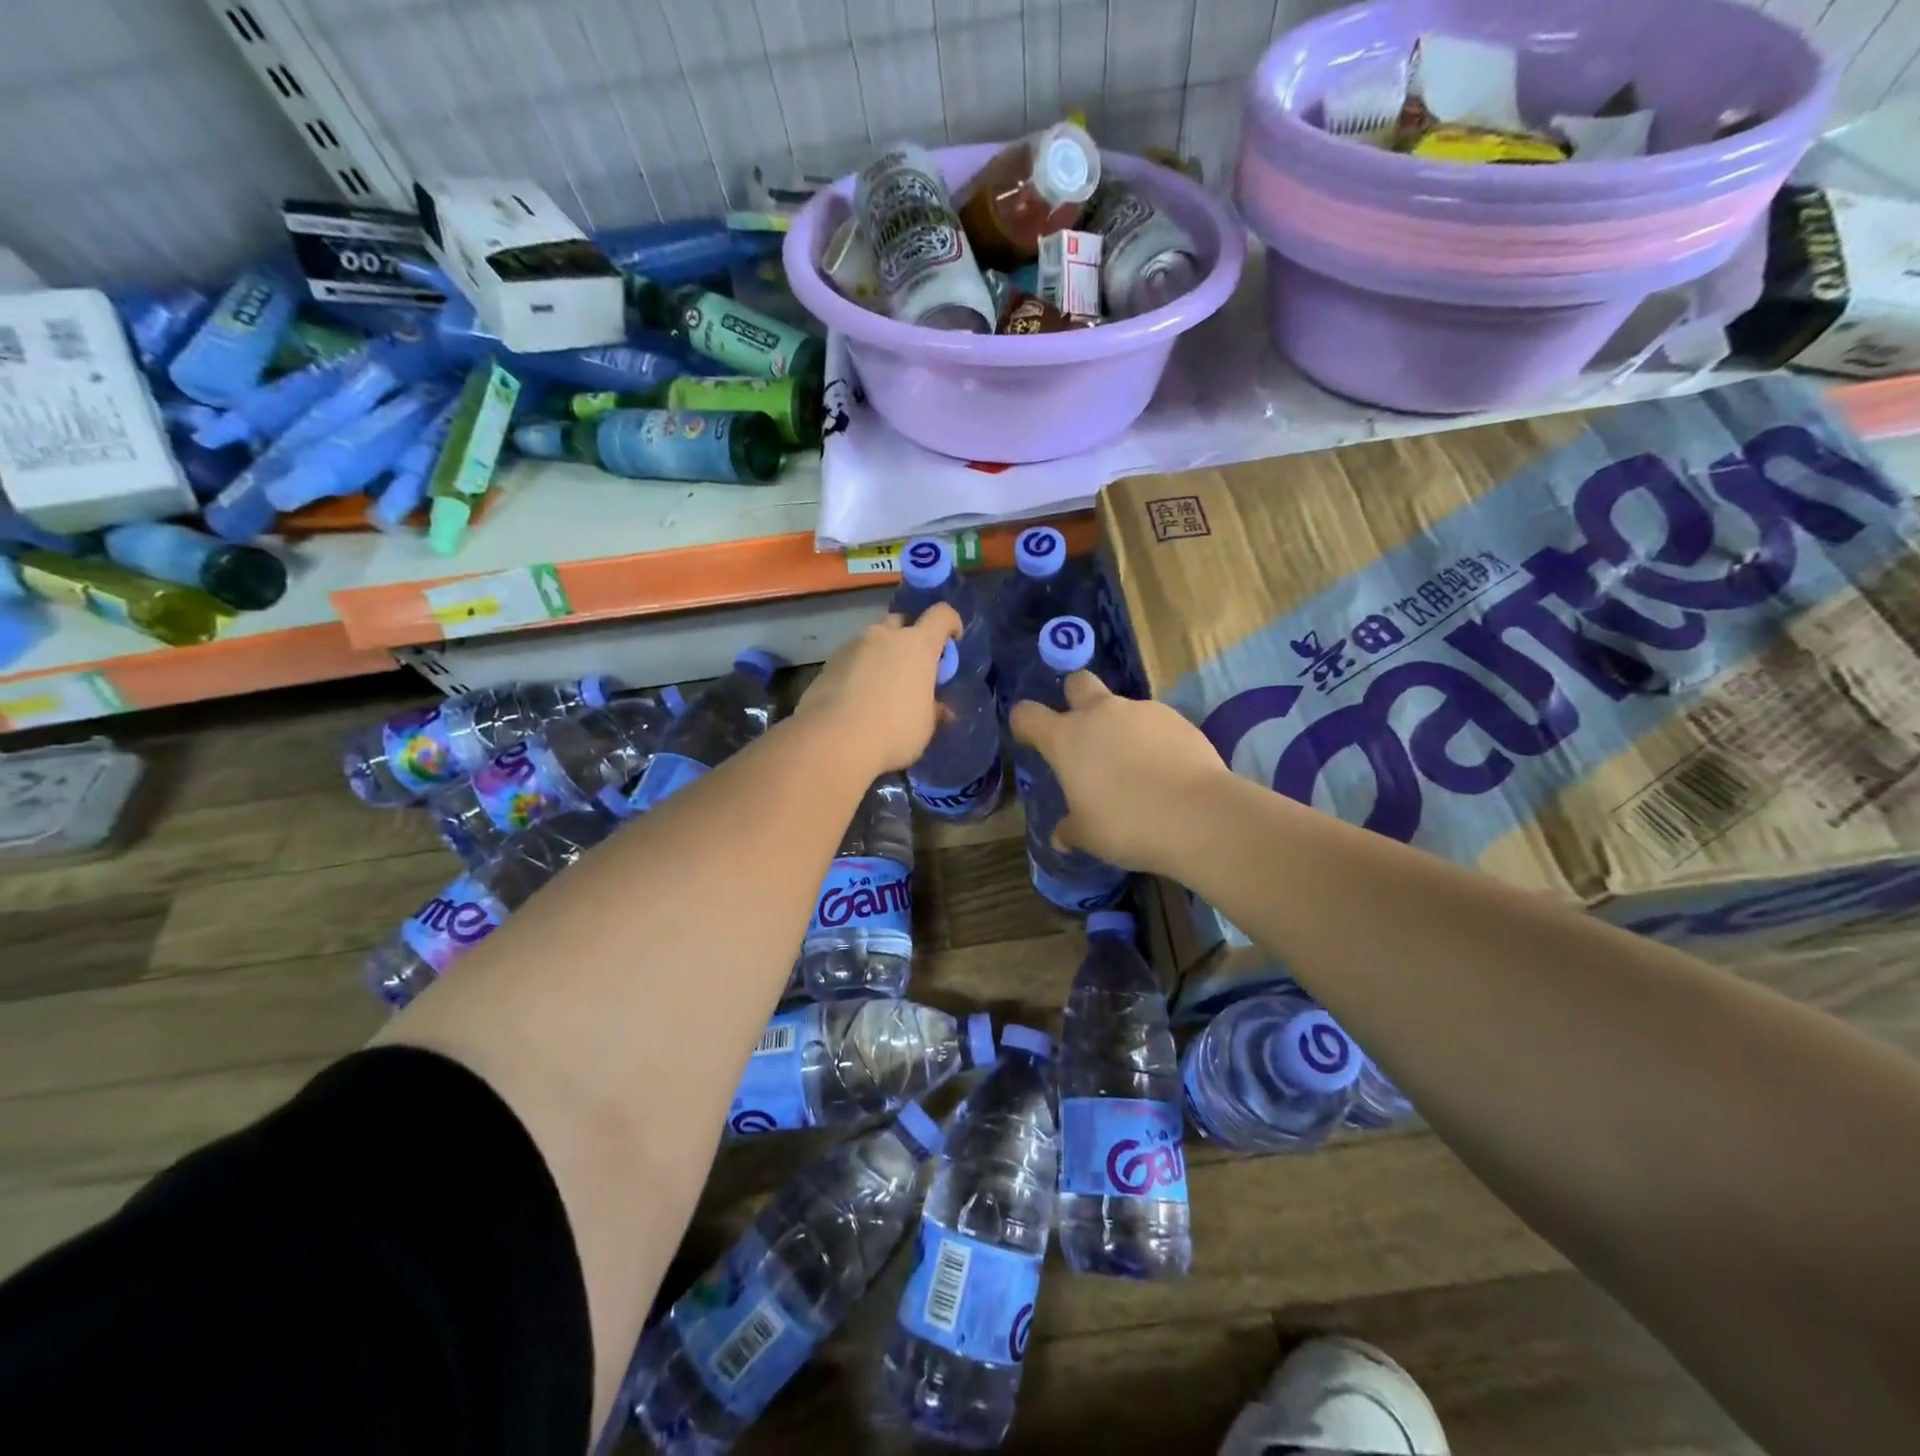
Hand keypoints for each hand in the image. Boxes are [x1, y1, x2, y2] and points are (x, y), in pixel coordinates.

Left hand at [795, 605, 959, 772]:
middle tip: (912, 669)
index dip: (950, 624)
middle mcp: (884, 636)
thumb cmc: (894, 731)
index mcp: (917, 645)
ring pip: (873, 642)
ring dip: (881, 658)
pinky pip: (851, 661)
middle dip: (909, 639)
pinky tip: (856, 701)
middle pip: (902, 623)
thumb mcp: (925, 726)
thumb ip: (934, 711)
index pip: (941, 615)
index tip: (953, 641)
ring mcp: (852, 646)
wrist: (833, 741)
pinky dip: (858, 673)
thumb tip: (941, 710)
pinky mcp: (827, 664)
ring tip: (881, 690)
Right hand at [1010, 672, 1229, 875]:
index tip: (1031, 740)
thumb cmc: (1126, 824)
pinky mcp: (1177, 718)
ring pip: (1121, 706)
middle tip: (1085, 733)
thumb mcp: (1088, 836)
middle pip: (1077, 682)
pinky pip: (1155, 722)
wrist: (1198, 815)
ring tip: (1135, 765)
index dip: (1025, 724)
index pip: (1027, 715)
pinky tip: (1165, 769)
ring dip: (1120, 727)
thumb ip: (1070, 829)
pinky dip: (1154, 739)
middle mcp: (1100, 714)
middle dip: (1074, 698)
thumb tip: (1061, 836)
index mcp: (1066, 738)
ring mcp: (1141, 711)